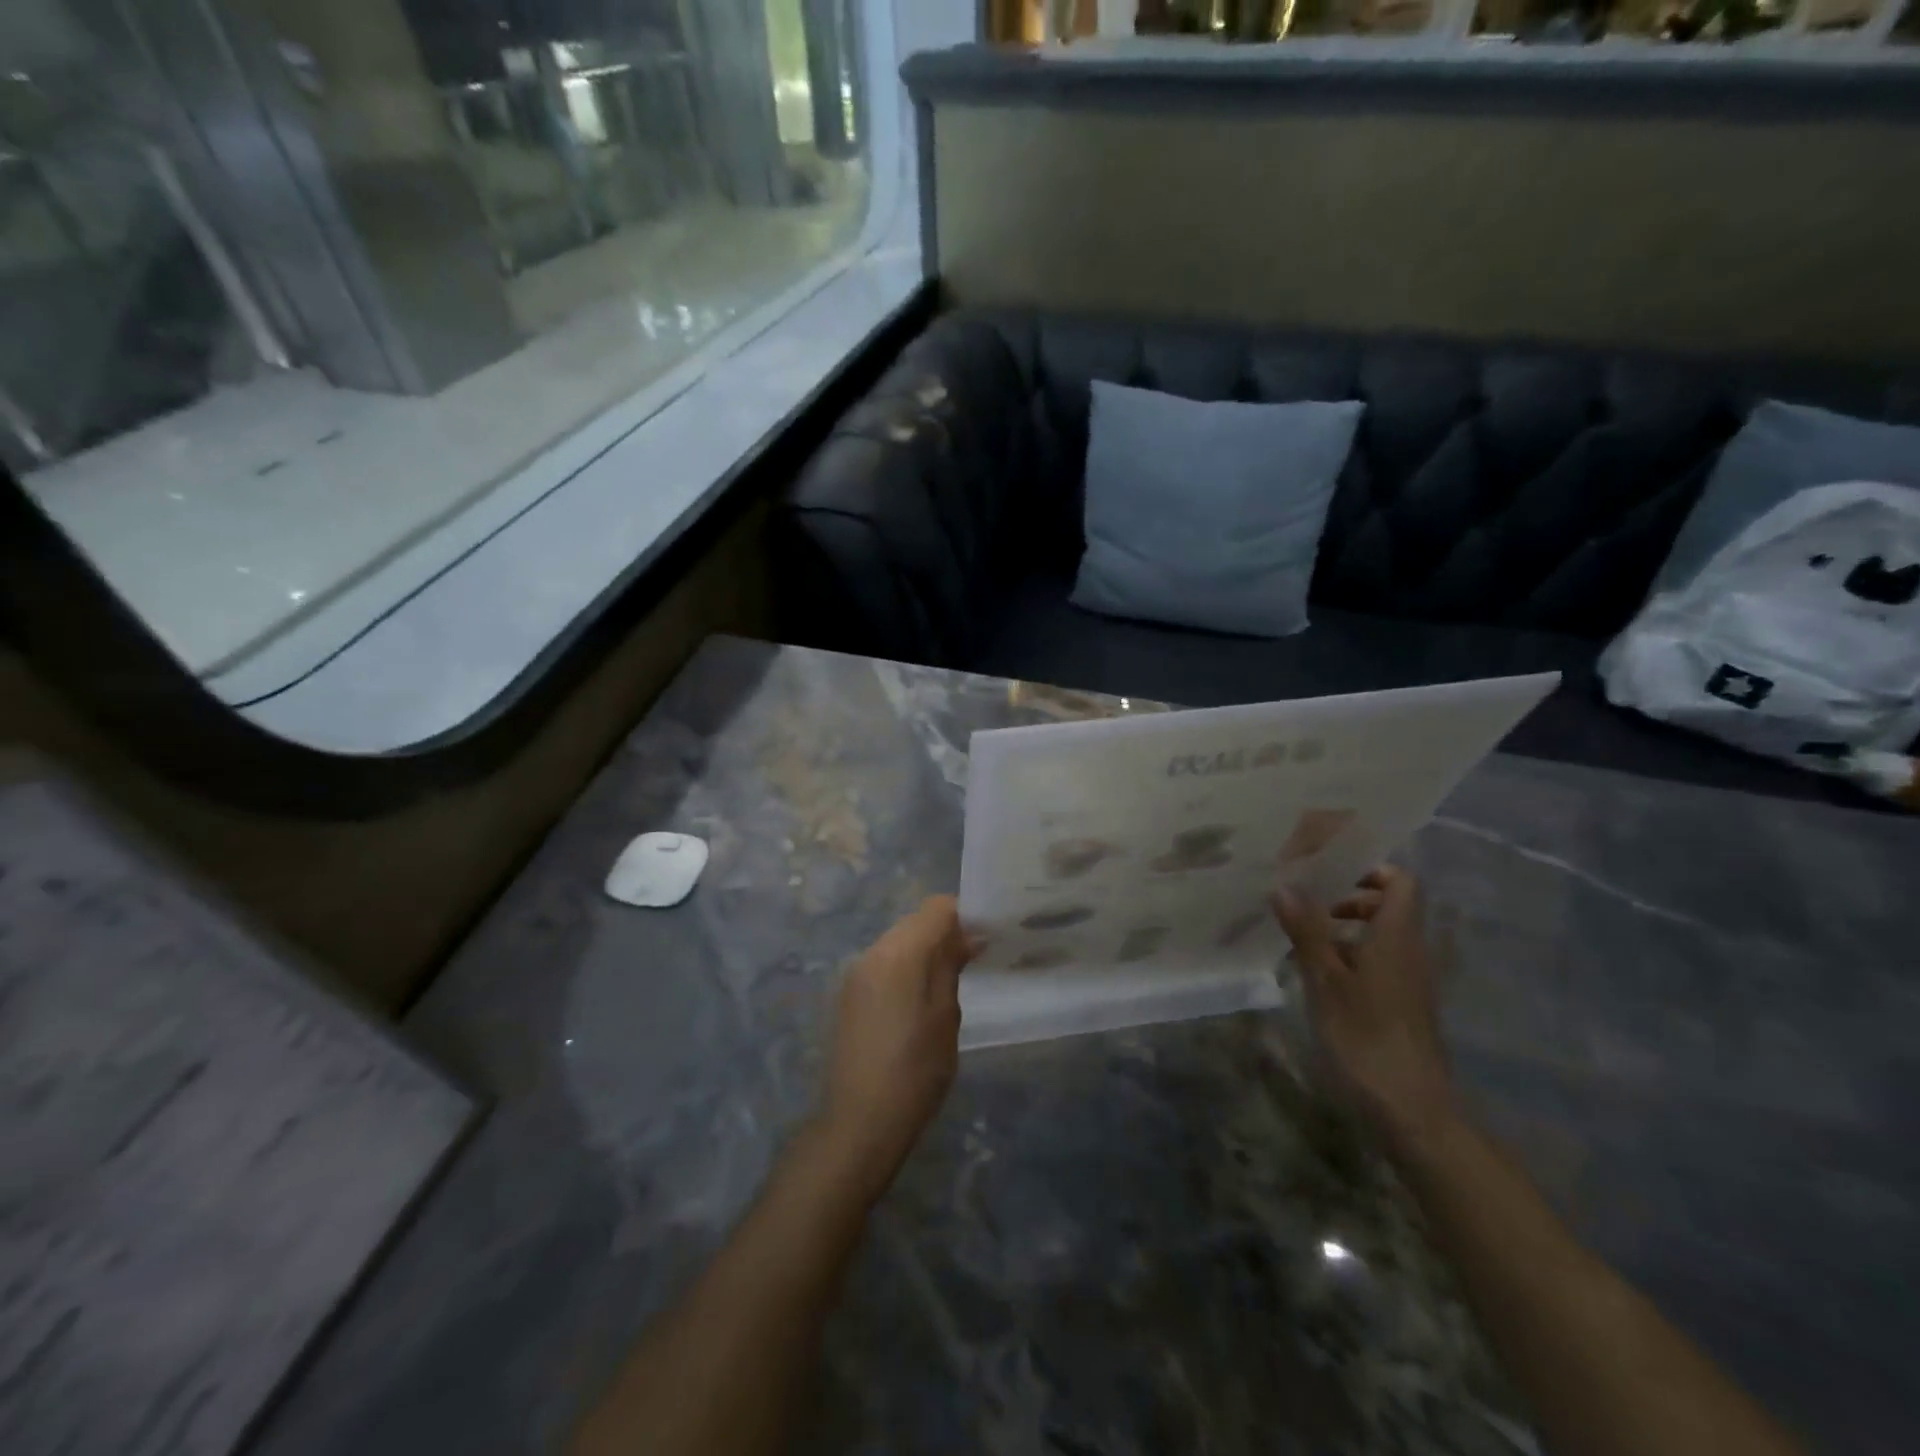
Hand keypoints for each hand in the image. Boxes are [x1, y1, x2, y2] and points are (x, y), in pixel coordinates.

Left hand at [817, 896, 977, 1200]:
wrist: (860, 1120)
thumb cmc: (915, 1069)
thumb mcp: (946, 1016)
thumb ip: (951, 966)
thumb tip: (967, 936)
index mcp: (899, 952)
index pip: (936, 907)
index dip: (964, 914)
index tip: (987, 935)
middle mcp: (873, 951)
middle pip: (915, 921)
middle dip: (945, 931)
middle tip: (975, 958)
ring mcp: (857, 972)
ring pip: (899, 940)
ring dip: (925, 949)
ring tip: (952, 979)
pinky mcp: (850, 993)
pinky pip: (884, 962)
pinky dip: (907, 966)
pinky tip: (922, 997)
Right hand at [1272, 867, 1457, 1153]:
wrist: (1411, 1109)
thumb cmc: (1366, 1037)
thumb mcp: (1325, 981)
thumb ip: (1307, 931)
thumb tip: (1285, 886)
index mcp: (1397, 936)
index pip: (1401, 882)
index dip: (1370, 870)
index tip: (1329, 874)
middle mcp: (1411, 950)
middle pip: (1391, 906)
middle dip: (1350, 898)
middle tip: (1308, 906)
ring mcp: (1411, 979)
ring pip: (1384, 935)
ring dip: (1347, 928)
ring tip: (1304, 939)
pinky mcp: (1404, 1004)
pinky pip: (1381, 961)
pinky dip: (1353, 955)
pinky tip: (1319, 975)